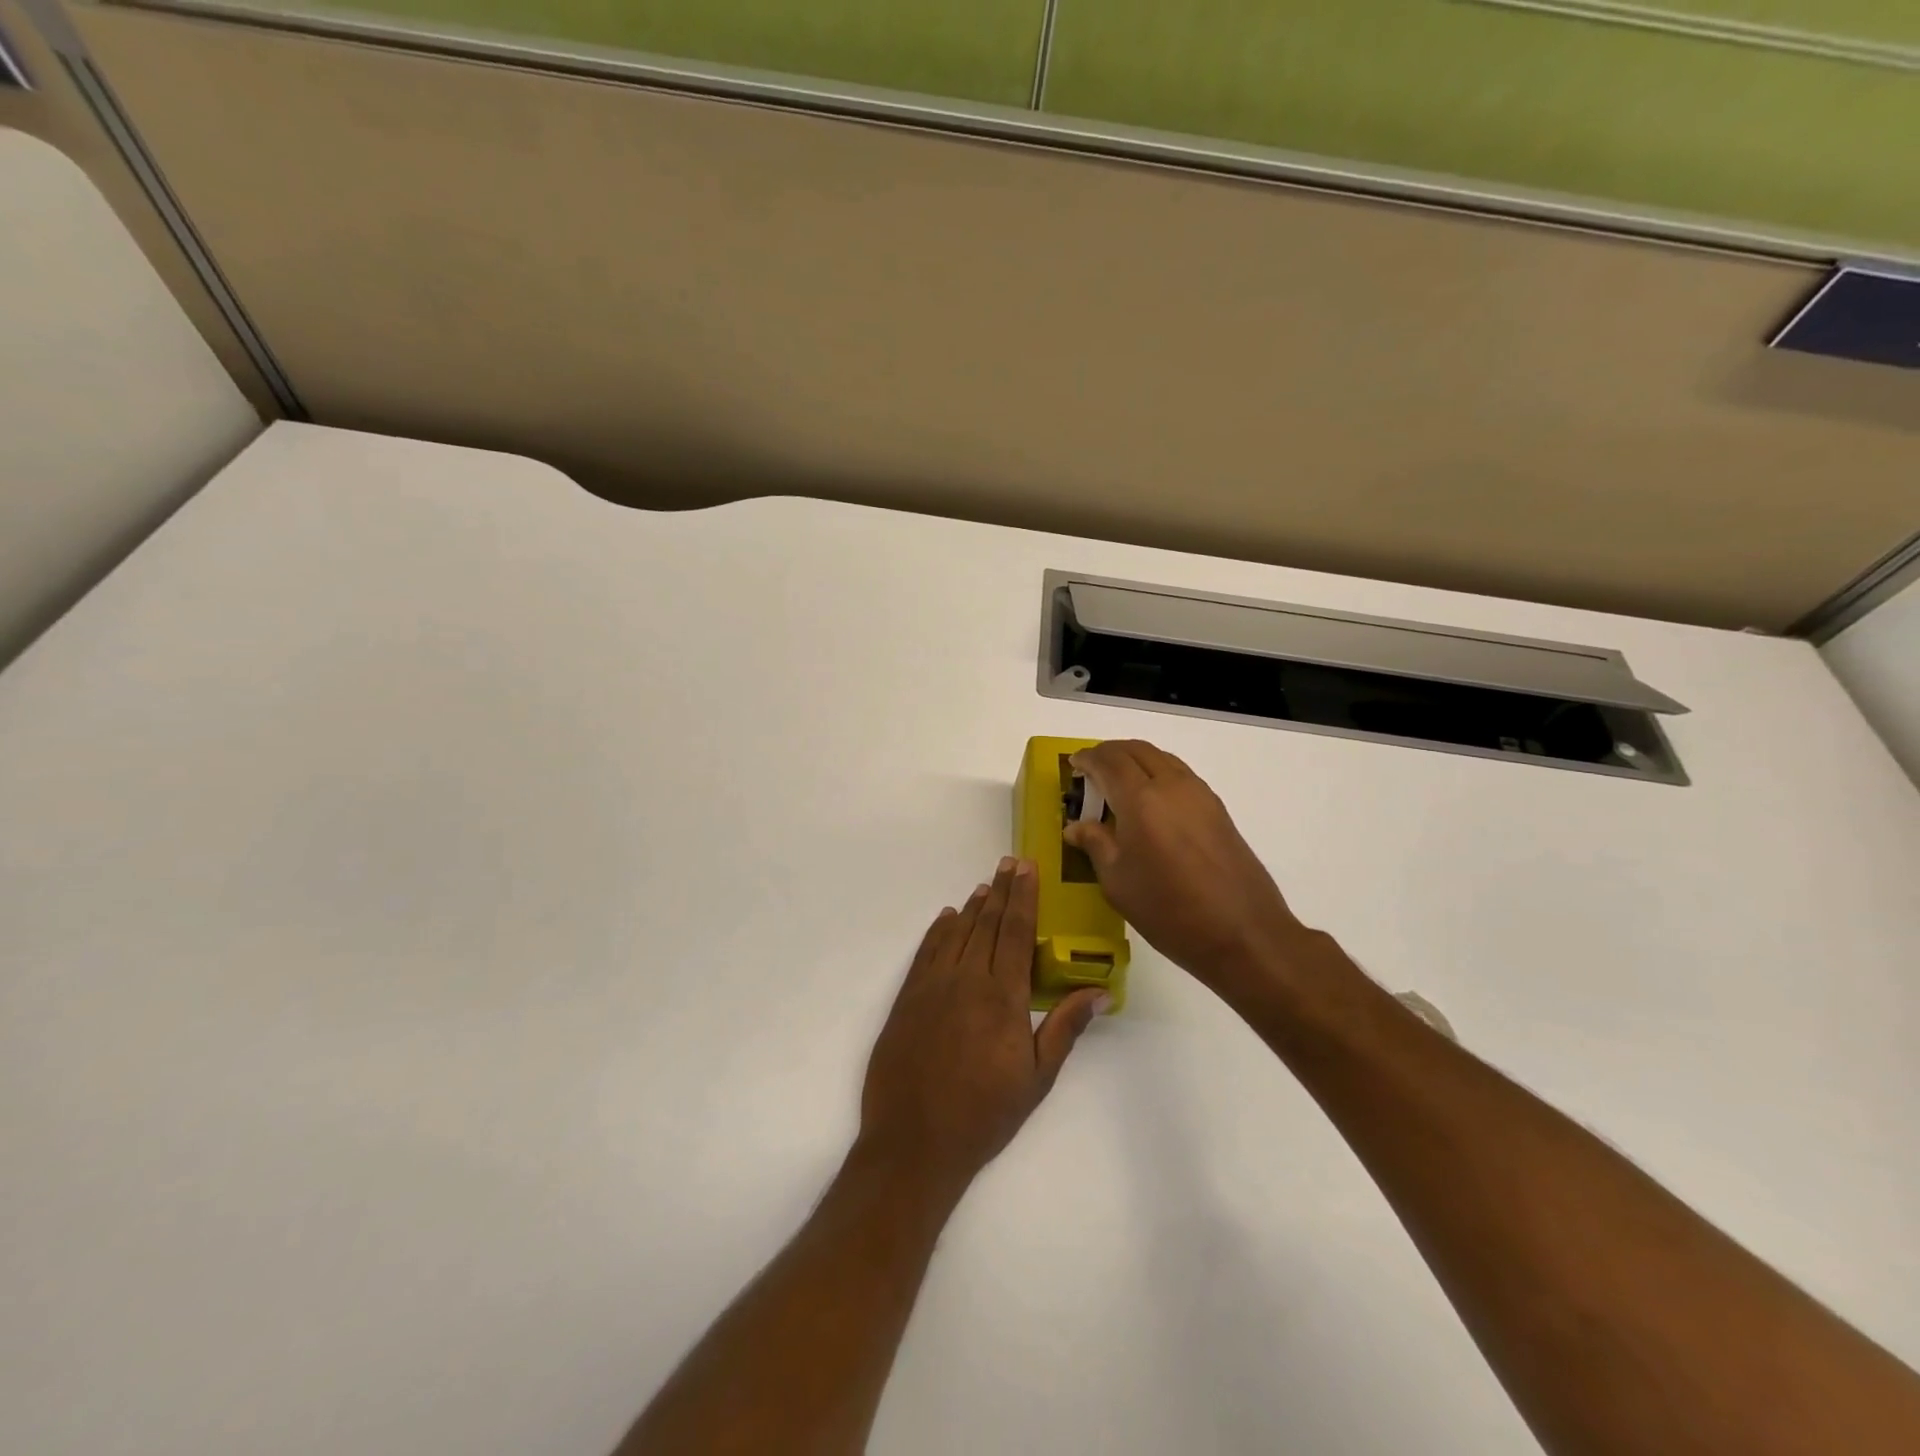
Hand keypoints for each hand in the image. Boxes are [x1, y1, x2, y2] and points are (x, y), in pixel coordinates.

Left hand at [859, 858, 1105, 1190]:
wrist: (914, 1141)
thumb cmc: (984, 1114)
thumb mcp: (1036, 1078)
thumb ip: (1065, 1029)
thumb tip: (1098, 992)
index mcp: (1003, 996)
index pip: (1016, 932)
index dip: (1023, 897)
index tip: (1027, 868)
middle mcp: (967, 979)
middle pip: (986, 923)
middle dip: (1001, 890)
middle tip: (1010, 863)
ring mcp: (932, 986)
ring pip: (956, 932)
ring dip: (972, 906)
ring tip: (985, 885)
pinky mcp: (907, 998)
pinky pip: (926, 951)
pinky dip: (938, 930)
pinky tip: (946, 917)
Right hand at [1064, 740, 1319, 999]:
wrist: (1243, 933)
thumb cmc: (1169, 910)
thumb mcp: (1118, 882)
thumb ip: (1096, 845)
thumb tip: (1076, 827)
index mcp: (1141, 800)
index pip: (1109, 762)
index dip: (1087, 759)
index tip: (1073, 764)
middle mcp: (1171, 786)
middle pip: (1137, 751)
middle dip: (1110, 753)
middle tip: (1091, 769)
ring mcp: (1199, 794)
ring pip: (1161, 758)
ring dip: (1135, 760)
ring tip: (1117, 782)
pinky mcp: (1217, 809)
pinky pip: (1179, 774)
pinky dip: (1157, 772)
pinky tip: (1149, 801)